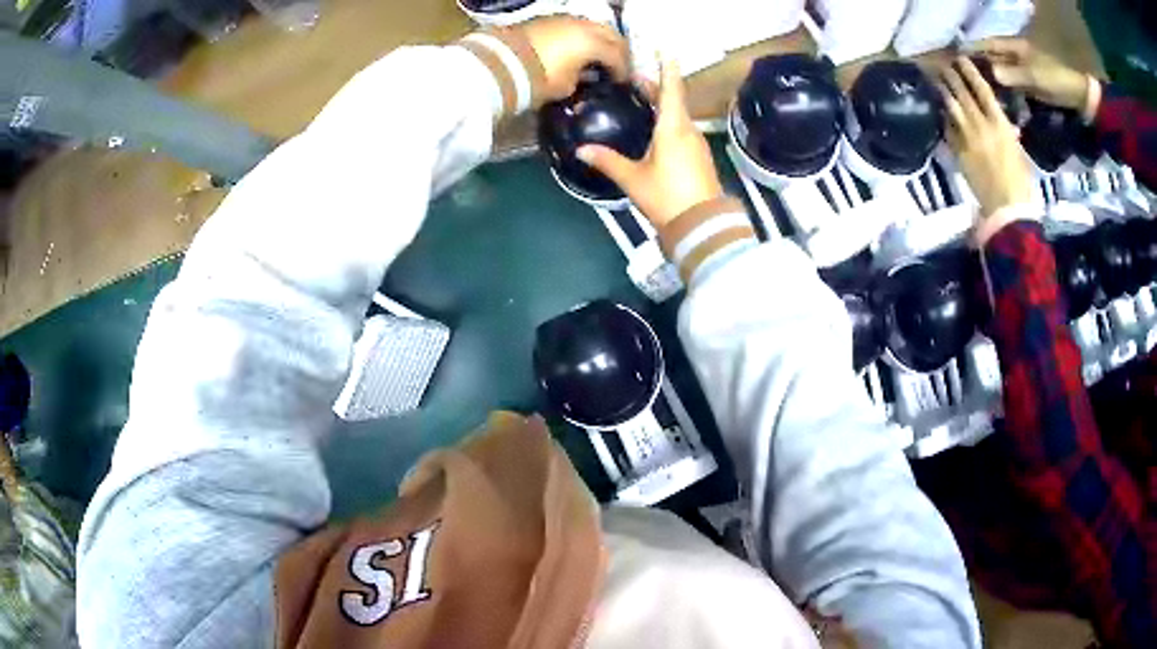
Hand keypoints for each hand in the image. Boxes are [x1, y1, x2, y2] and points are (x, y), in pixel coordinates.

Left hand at [516, 16, 630, 104]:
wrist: (501, 62)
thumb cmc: (539, 78)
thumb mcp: (566, 87)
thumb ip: (582, 80)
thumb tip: (583, 78)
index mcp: (593, 43)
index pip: (617, 56)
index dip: (622, 71)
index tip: (621, 83)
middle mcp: (584, 26)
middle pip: (611, 34)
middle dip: (617, 50)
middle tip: (616, 64)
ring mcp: (565, 20)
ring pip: (593, 26)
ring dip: (600, 39)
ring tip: (597, 54)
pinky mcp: (548, 20)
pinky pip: (574, 26)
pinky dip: (581, 35)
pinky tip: (577, 47)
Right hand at [576, 61, 722, 226]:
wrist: (701, 224)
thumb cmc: (667, 197)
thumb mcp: (633, 179)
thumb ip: (607, 161)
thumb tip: (581, 150)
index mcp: (673, 128)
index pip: (671, 90)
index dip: (667, 69)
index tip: (665, 51)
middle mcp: (688, 131)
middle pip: (674, 101)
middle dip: (658, 88)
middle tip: (637, 81)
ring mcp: (697, 144)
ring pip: (679, 116)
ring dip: (664, 105)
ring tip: (644, 101)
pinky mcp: (699, 158)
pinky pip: (683, 130)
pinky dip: (670, 122)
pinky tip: (658, 130)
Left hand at [939, 57, 1035, 244]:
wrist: (1007, 208)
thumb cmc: (1020, 181)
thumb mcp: (1018, 151)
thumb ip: (1008, 132)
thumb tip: (1005, 123)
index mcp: (1000, 124)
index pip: (982, 90)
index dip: (970, 72)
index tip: (961, 59)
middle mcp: (982, 126)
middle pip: (963, 94)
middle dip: (952, 77)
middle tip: (943, 64)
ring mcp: (968, 138)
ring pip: (952, 108)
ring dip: (944, 92)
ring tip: (937, 80)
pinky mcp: (958, 153)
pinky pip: (948, 130)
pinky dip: (944, 118)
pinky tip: (940, 110)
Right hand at [971, 38, 1092, 114]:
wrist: (1080, 91)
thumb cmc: (1056, 75)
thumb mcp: (1034, 75)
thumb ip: (1013, 74)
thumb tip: (991, 73)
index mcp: (1012, 47)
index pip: (986, 44)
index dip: (971, 48)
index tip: (953, 55)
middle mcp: (1014, 56)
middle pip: (991, 58)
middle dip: (977, 66)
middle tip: (960, 79)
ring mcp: (1023, 71)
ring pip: (1001, 74)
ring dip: (990, 82)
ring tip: (975, 94)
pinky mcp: (1031, 86)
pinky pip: (1013, 88)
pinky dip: (1005, 94)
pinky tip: (998, 104)